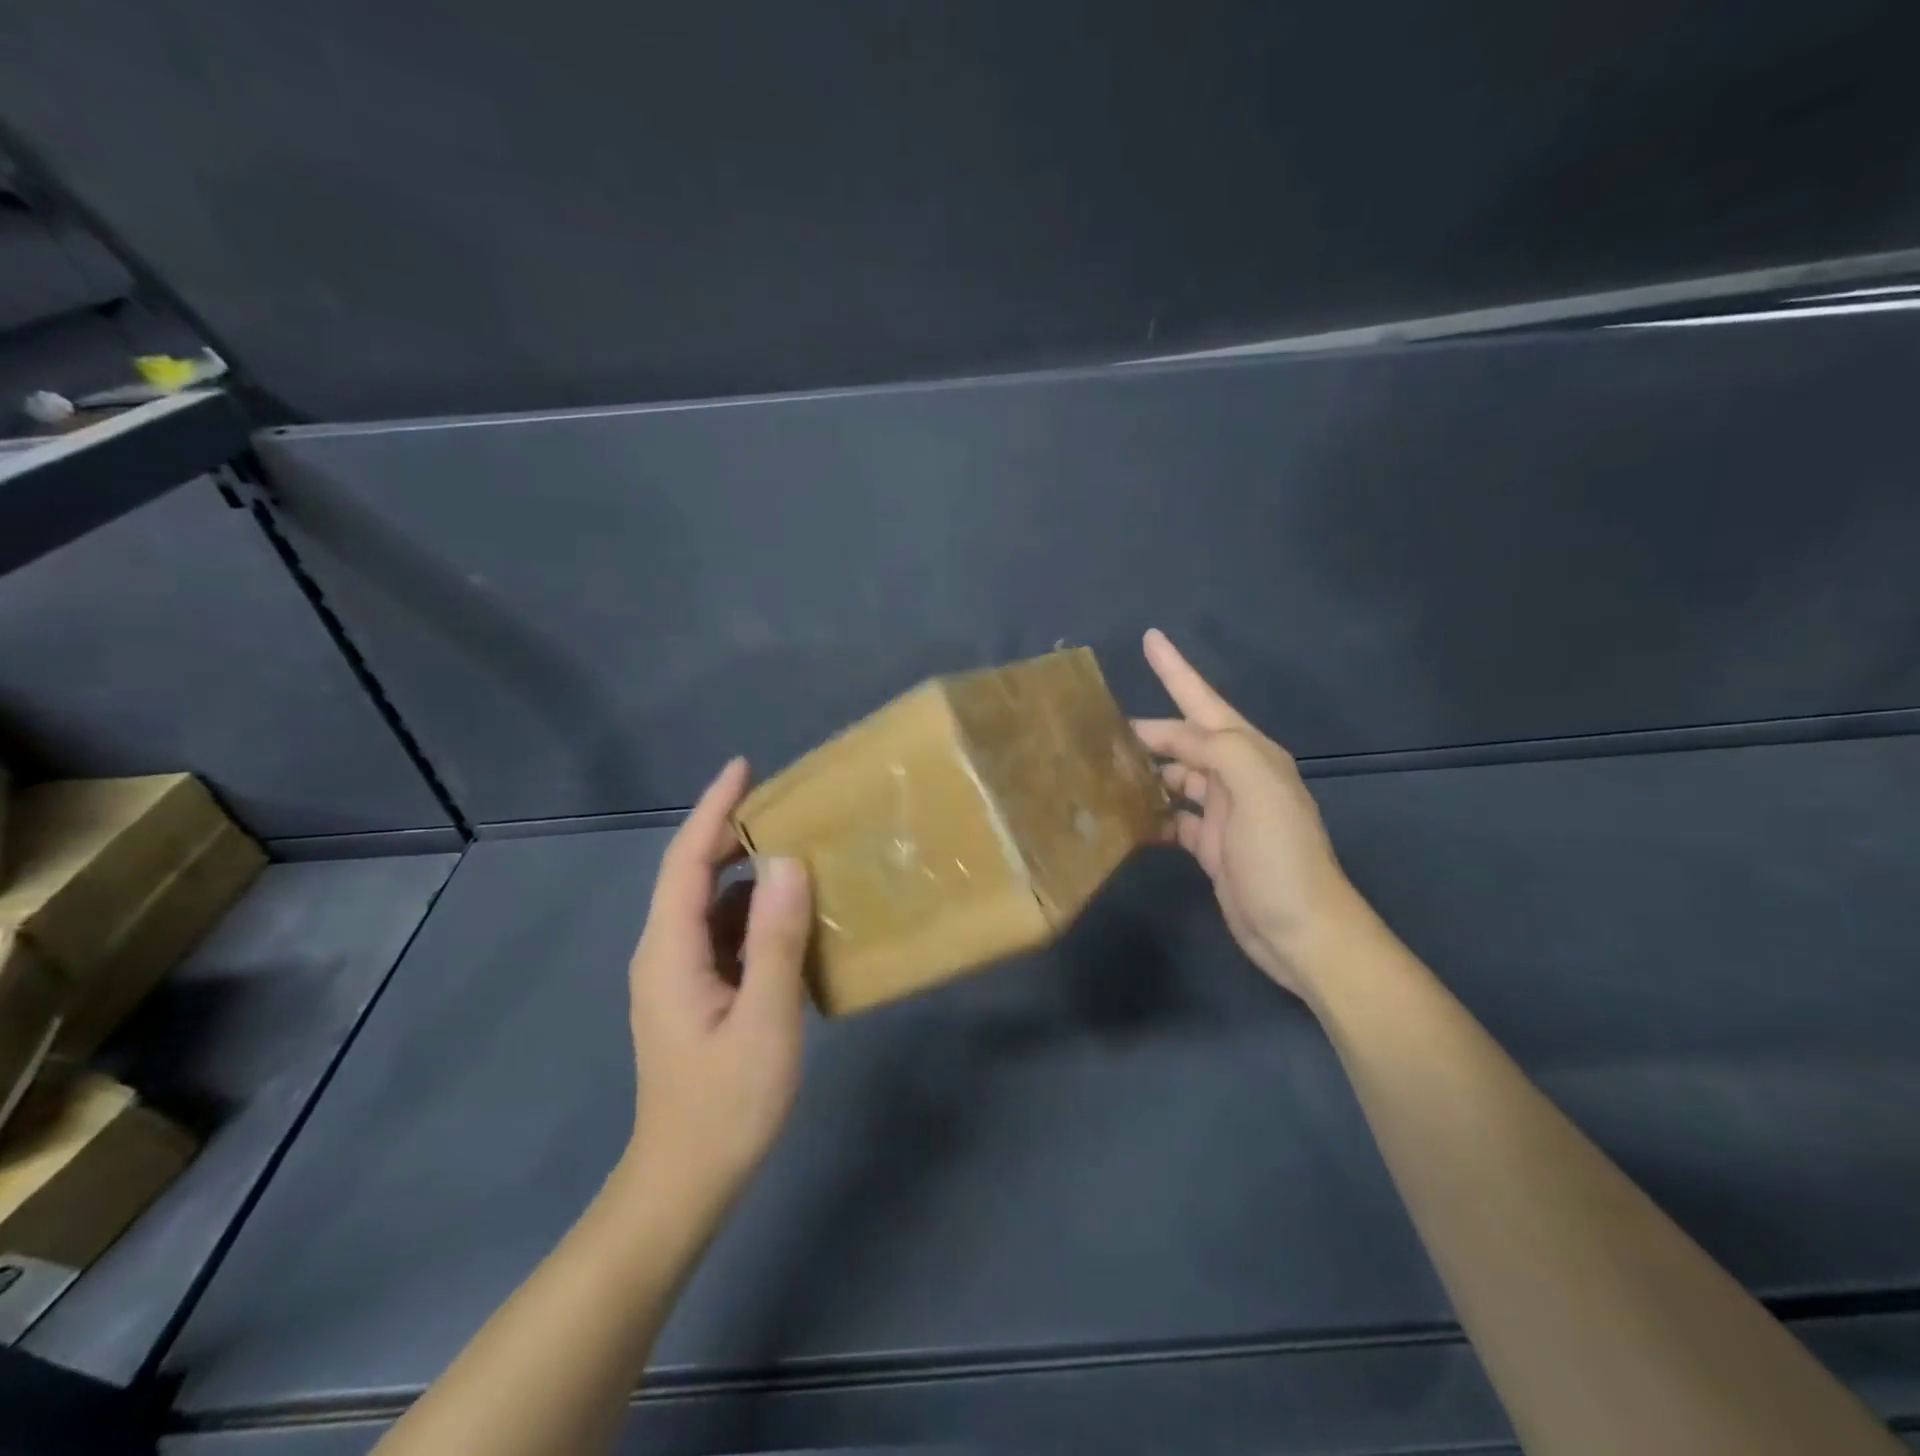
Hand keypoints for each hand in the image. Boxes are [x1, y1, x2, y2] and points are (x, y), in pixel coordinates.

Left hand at [626, 758, 811, 1210]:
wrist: (684, 1184)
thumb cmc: (724, 1106)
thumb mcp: (764, 1021)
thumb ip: (776, 941)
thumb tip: (789, 862)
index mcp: (670, 950)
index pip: (686, 861)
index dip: (714, 810)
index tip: (744, 767)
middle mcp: (665, 952)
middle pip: (694, 875)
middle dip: (732, 832)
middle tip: (787, 803)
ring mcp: (679, 975)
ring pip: (711, 904)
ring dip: (748, 872)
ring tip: (799, 849)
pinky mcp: (697, 993)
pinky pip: (724, 933)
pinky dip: (754, 912)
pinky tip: (792, 916)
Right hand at [1134, 629, 1362, 998]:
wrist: (1300, 931)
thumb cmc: (1281, 857)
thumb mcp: (1257, 790)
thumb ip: (1218, 750)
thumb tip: (1172, 740)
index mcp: (1249, 754)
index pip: (1204, 702)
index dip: (1176, 669)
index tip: (1150, 637)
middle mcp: (1236, 776)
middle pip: (1182, 740)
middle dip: (1146, 730)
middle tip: (1096, 730)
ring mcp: (1222, 812)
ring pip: (1174, 777)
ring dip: (1143, 771)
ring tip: (1100, 769)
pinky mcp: (1210, 845)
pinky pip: (1172, 817)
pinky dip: (1150, 812)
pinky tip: (1123, 815)